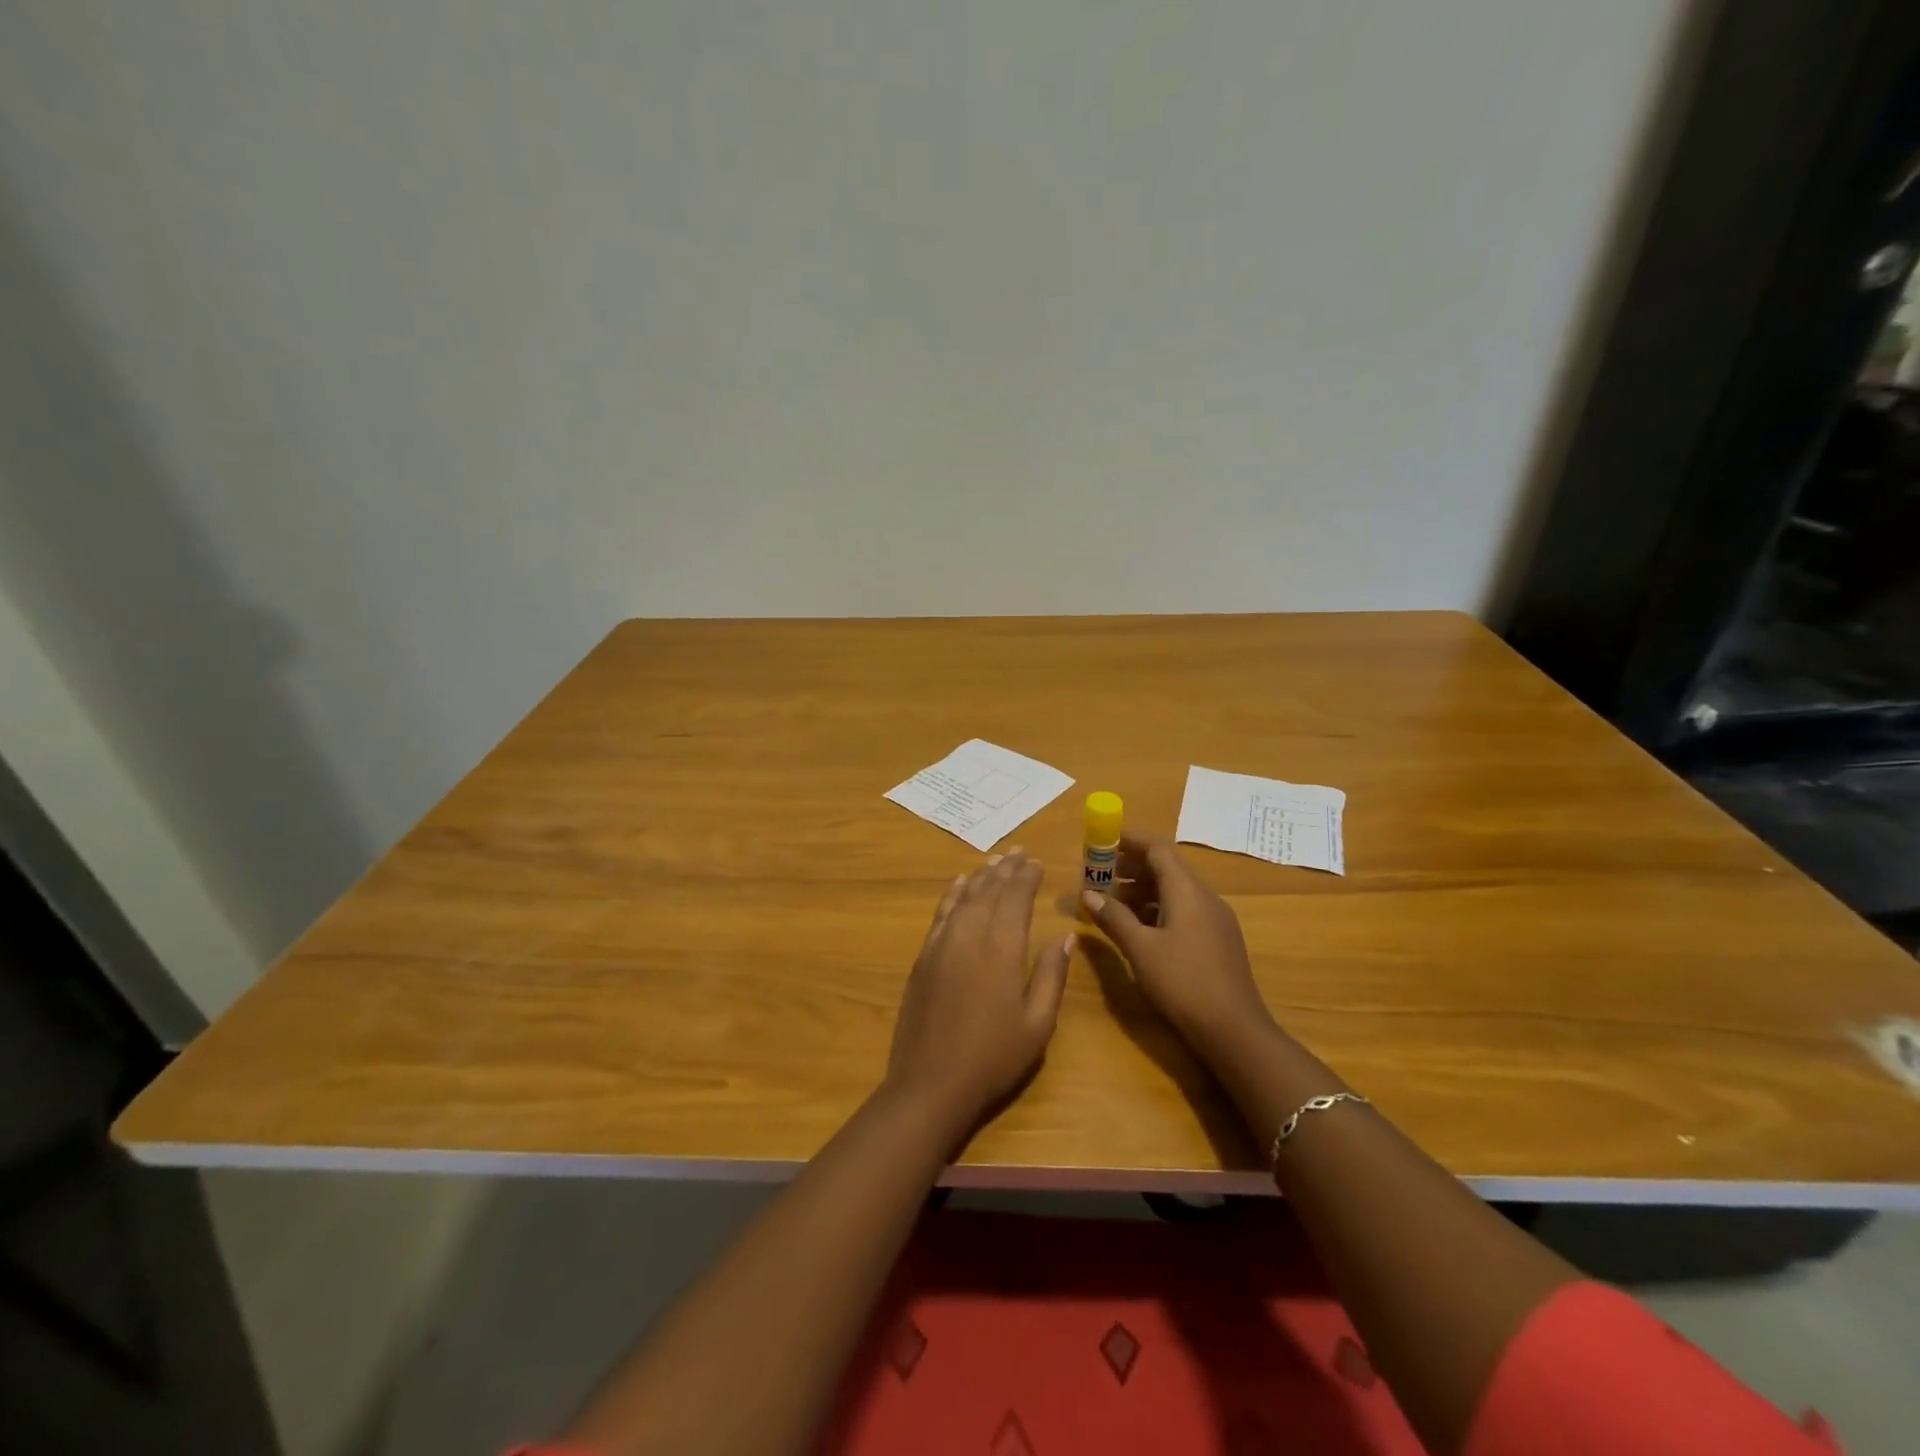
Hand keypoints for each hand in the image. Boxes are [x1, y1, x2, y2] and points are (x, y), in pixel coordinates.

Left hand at [885, 850, 1073, 1138]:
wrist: (930, 1083)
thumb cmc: (993, 1057)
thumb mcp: (1037, 1024)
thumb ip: (1051, 975)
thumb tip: (1067, 937)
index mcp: (1002, 948)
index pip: (1016, 898)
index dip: (1027, 878)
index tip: (1037, 862)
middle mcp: (970, 934)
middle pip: (990, 891)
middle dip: (1006, 870)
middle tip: (1018, 852)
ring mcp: (942, 943)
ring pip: (965, 897)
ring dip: (981, 876)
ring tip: (995, 860)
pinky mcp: (924, 956)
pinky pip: (941, 913)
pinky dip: (953, 894)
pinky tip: (960, 884)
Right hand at [1080, 833, 1273, 1060]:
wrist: (1234, 1030)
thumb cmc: (1183, 982)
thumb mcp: (1140, 949)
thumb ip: (1113, 917)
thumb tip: (1087, 893)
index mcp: (1187, 890)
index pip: (1158, 848)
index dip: (1130, 841)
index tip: (1103, 842)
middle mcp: (1205, 897)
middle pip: (1167, 867)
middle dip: (1132, 867)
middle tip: (1100, 875)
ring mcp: (1215, 919)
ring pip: (1175, 891)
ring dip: (1143, 890)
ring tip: (1112, 903)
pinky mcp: (1218, 940)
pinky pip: (1184, 910)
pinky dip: (1158, 909)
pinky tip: (1139, 928)